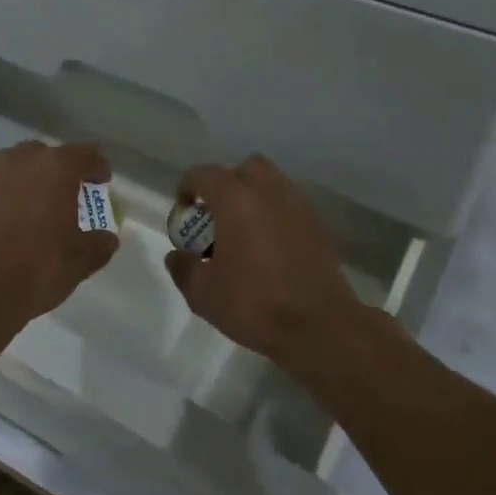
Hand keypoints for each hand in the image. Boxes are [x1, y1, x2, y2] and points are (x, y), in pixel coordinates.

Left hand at [0, 141, 119, 345]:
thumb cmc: (36, 268)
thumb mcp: (81, 261)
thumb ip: (100, 243)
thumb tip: (105, 238)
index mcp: (55, 168)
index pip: (85, 154)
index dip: (98, 168)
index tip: (102, 184)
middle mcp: (21, 161)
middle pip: (49, 155)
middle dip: (63, 170)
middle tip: (72, 195)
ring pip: (20, 166)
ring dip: (34, 179)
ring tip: (43, 206)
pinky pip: (0, 184)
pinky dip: (12, 194)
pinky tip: (17, 220)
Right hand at [165, 155, 367, 370]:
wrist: (318, 326)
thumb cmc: (254, 304)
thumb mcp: (203, 294)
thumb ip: (184, 269)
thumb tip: (177, 256)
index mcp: (236, 201)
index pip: (205, 175)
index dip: (188, 187)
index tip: (184, 209)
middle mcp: (270, 193)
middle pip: (246, 168)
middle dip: (228, 183)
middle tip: (217, 214)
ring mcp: (299, 207)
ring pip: (273, 184)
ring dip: (254, 197)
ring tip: (243, 231)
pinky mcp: (318, 227)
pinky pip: (290, 206)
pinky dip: (275, 215)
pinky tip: (268, 246)